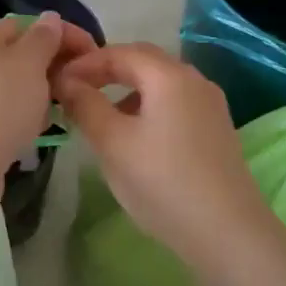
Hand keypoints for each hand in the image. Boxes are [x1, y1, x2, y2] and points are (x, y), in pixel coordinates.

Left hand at [0, 13, 95, 172]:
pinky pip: (0, 117)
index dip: (59, 33)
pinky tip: (36, 133)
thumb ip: (43, 39)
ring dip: (37, 95)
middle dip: (49, 66)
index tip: (91, 53)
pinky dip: (21, 119)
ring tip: (61, 110)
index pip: (23, 25)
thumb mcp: (28, 63)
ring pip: (9, 89)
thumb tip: (50, 18)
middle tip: (79, 84)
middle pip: (14, 57)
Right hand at [53, 43, 271, 263]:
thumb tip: (66, 81)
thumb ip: (85, 105)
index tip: (57, 81)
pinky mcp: (217, 129)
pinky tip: (136, 136)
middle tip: (77, 88)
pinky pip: (175, 102)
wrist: (228, 233)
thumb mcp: (113, 143)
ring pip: (161, 83)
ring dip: (128, 89)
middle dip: (107, 70)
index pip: (120, 52)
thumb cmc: (163, 182)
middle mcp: (194, 79)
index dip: (85, 63)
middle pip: (144, 61)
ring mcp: (210, 104)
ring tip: (101, 114)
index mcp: (169, 75)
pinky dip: (148, 106)